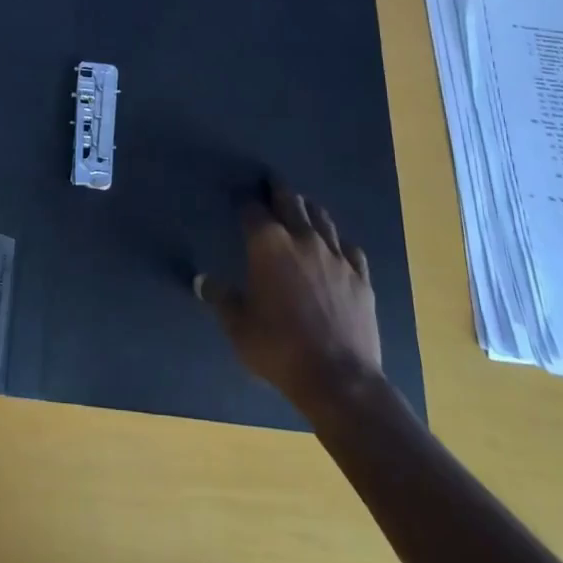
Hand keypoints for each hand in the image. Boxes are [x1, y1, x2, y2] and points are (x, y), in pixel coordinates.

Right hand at [199, 179, 385, 412]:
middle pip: (290, 202)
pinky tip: (337, 248)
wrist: (339, 379)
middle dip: (279, 191)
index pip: (252, 210)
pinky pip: (350, 248)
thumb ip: (220, 298)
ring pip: (322, 218)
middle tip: (272, 184)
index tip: (240, 199)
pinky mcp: (361, 277)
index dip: (245, 202)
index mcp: (268, 244)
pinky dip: (339, 243)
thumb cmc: (278, 348)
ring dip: (309, 210)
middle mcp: (302, 239)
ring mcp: (336, 256)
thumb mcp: (238, 326)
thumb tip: (202, 281)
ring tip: (303, 208)